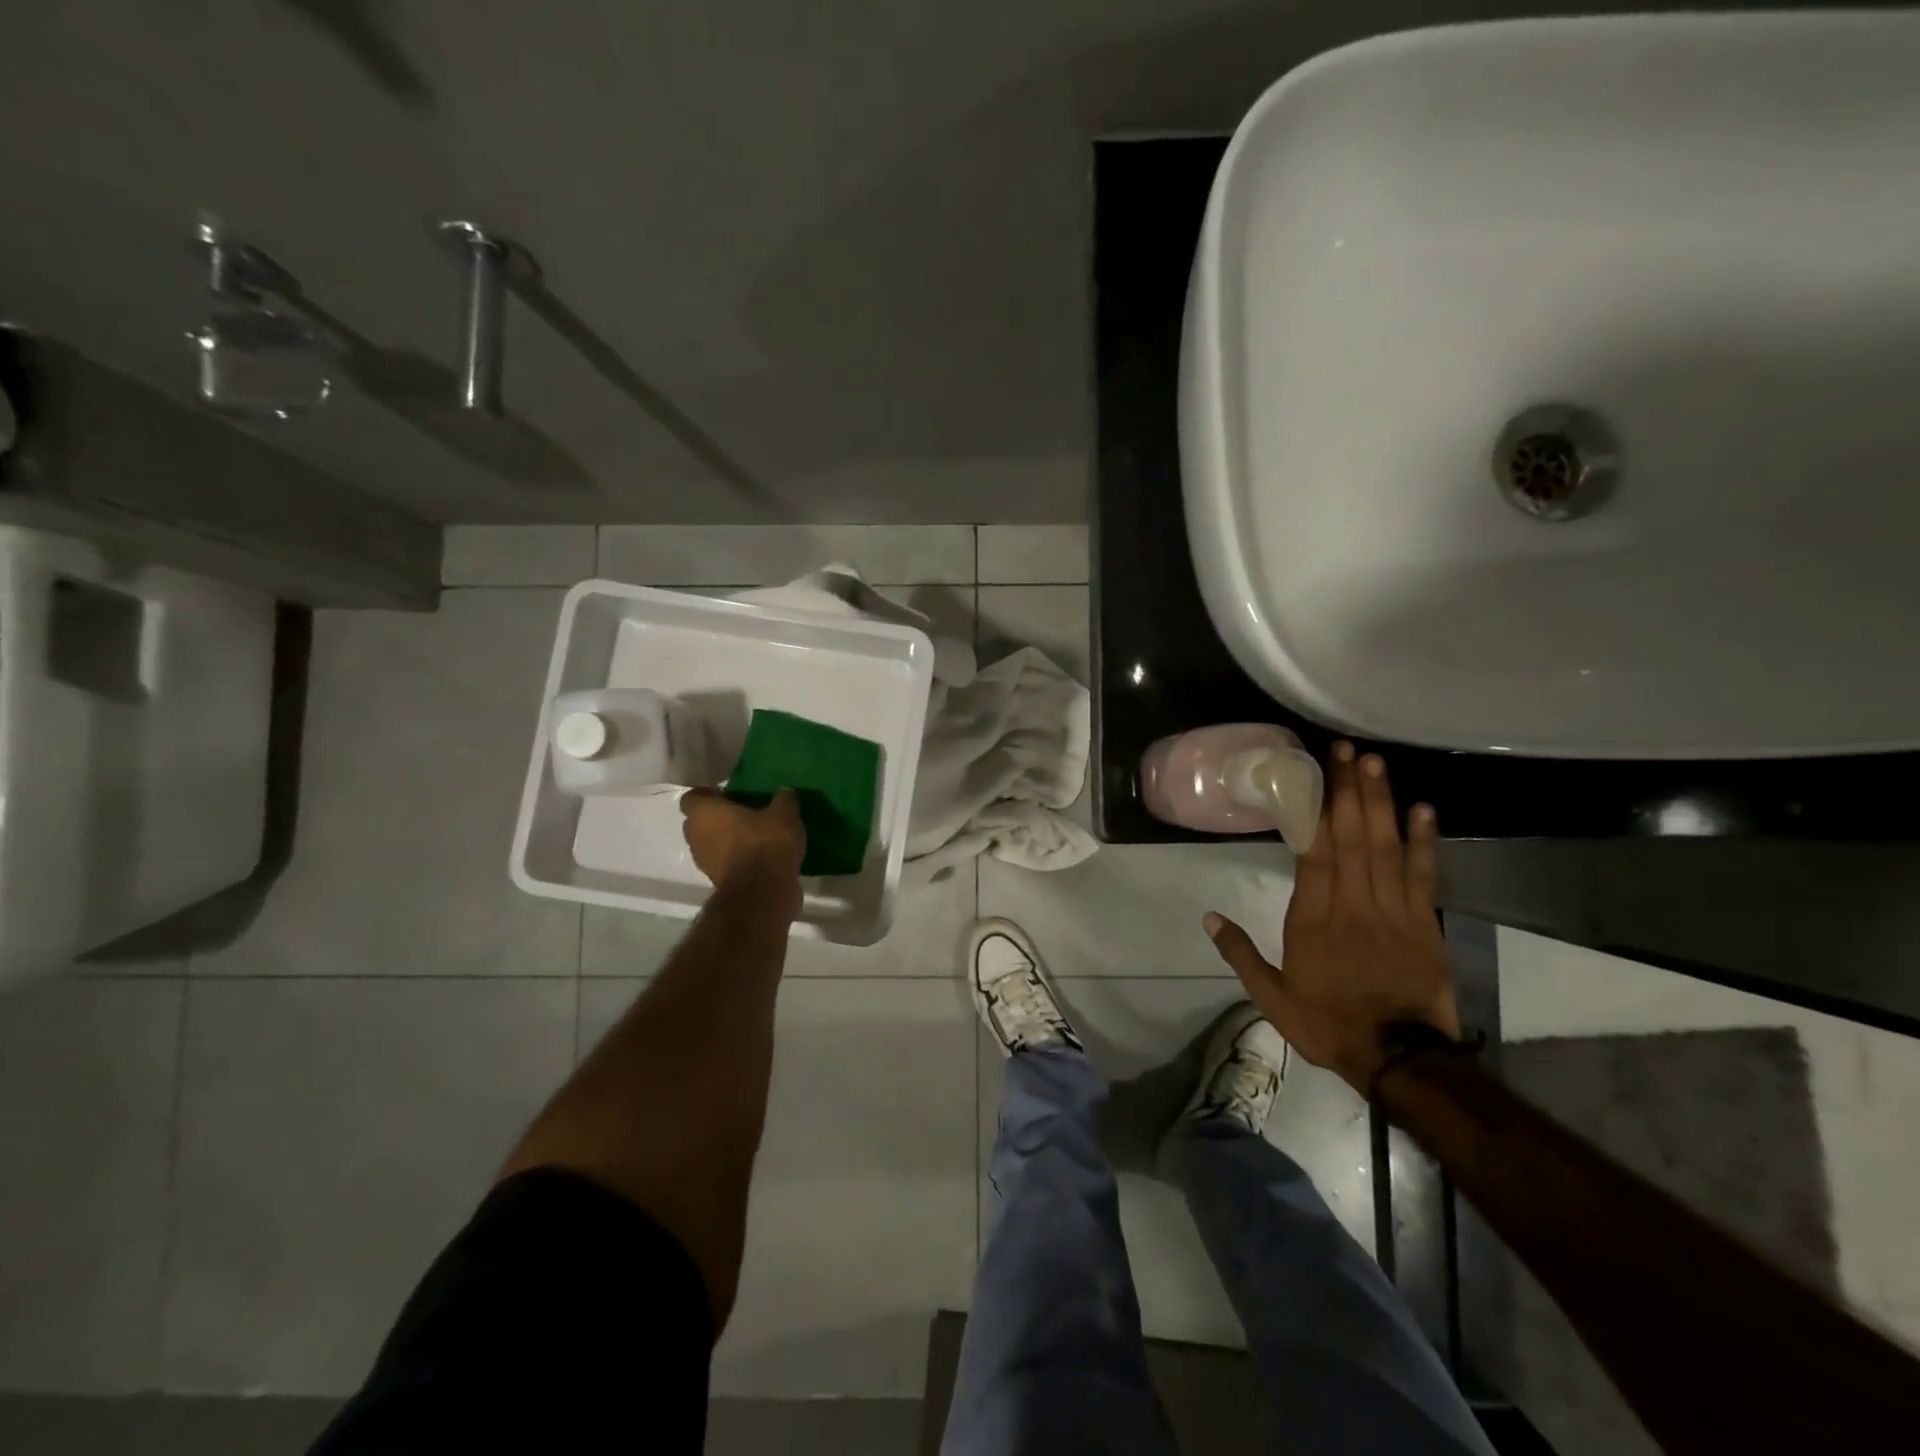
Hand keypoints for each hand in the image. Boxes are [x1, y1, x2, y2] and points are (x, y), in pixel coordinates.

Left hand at [680, 788, 805, 903]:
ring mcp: (704, 861)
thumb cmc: (765, 843)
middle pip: (699, 821)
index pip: (693, 797)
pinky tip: (761, 855)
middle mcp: (696, 835)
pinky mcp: (717, 881)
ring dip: (727, 840)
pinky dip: (737, 858)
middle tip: (745, 813)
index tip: (730, 794)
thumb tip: (785, 793)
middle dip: (718, 817)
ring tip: (756, 835)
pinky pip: (724, 862)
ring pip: (711, 843)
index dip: (709, 795)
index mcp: (704, 813)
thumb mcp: (784, 814)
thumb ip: (783, 799)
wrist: (763, 893)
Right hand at [1202, 742, 1458, 1093]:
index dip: (1316, 811)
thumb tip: (1209, 917)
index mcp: (1313, 919)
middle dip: (1350, 791)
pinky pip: (1424, 875)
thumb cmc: (1328, 1023)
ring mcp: (1392, 910)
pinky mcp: (1424, 923)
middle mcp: (1352, 904)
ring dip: (1381, 802)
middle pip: (1351, 838)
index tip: (1314, 776)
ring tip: (1376, 764)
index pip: (1315, 853)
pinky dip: (1424, 841)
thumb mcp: (1272, 997)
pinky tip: (1421, 809)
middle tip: (1348, 750)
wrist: (1400, 1059)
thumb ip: (1241, 954)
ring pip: (1385, 847)